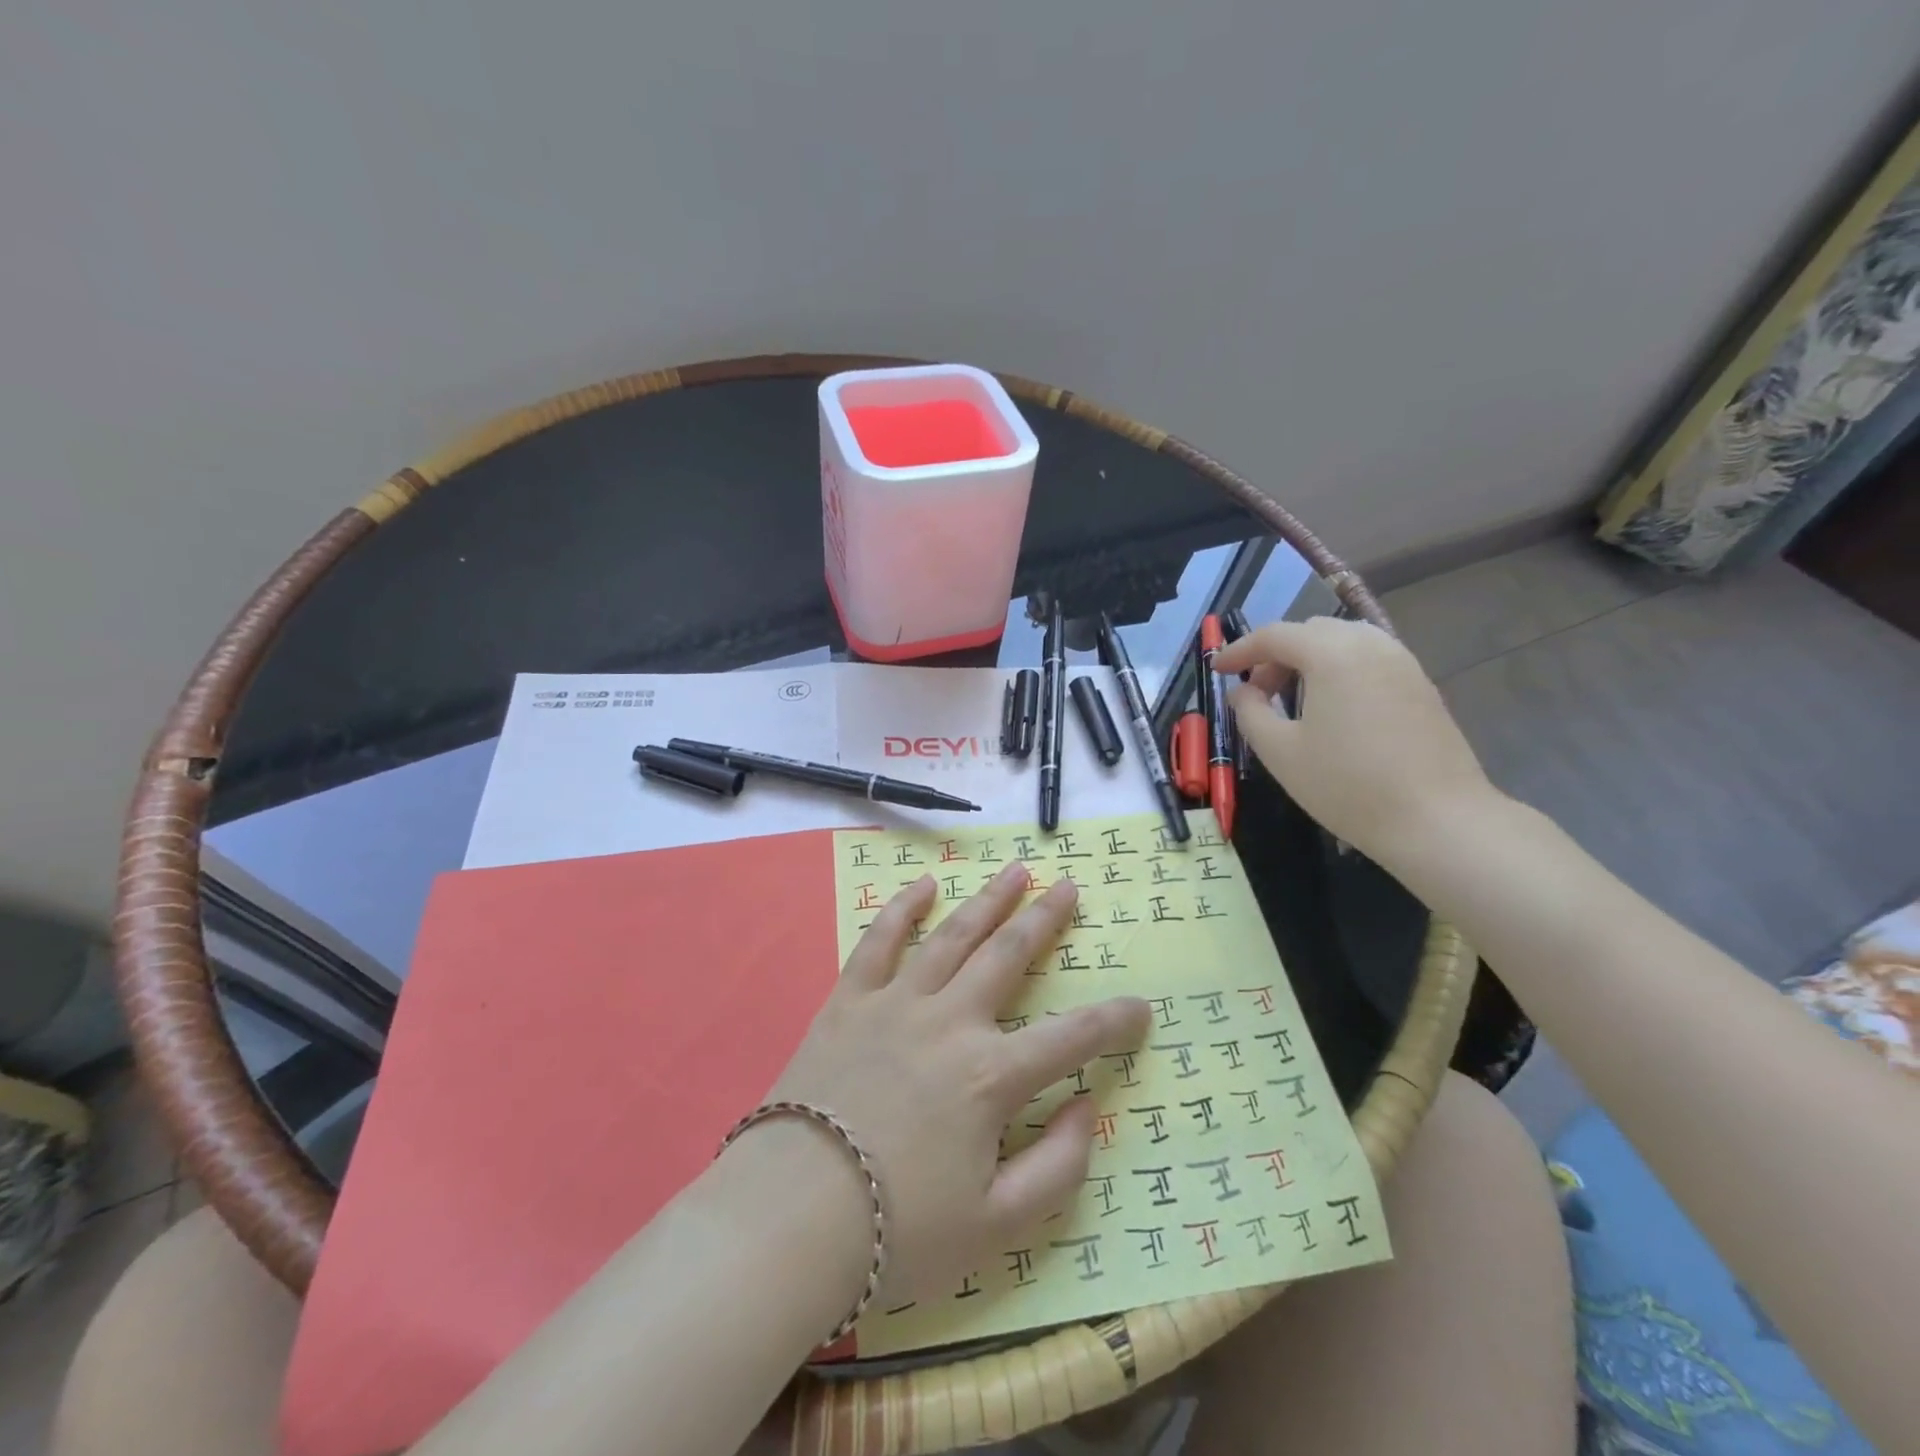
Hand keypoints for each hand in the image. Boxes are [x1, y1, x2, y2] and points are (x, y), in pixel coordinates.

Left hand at [756, 864, 1149, 1308]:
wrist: (792, 1217)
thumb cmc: (899, 1230)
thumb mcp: (997, 1226)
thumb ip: (1058, 1167)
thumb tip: (1087, 1107)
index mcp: (990, 1076)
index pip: (1071, 1037)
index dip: (1114, 1021)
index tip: (1141, 1007)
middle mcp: (950, 1022)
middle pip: (1009, 956)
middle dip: (1045, 920)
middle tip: (1068, 887)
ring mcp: (896, 1003)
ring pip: (953, 935)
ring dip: (989, 900)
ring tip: (1016, 871)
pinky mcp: (850, 1001)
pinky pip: (879, 942)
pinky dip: (902, 910)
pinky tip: (924, 886)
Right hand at [1214, 616, 1496, 863]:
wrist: (1436, 819)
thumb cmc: (1346, 785)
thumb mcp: (1280, 751)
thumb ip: (1250, 712)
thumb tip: (1242, 691)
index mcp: (1331, 654)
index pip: (1274, 635)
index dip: (1239, 650)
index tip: (1217, 670)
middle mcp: (1369, 644)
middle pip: (1309, 632)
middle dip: (1275, 655)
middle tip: (1256, 692)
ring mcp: (1401, 661)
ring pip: (1342, 641)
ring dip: (1309, 660)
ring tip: (1293, 699)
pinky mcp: (1420, 684)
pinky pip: (1368, 659)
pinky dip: (1339, 670)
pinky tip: (1332, 708)